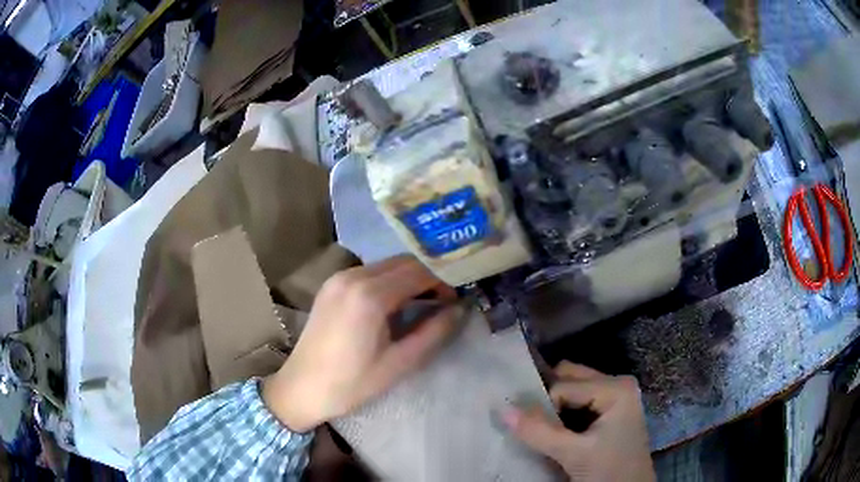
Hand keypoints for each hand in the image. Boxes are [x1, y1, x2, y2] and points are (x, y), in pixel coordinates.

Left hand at [263, 255, 460, 431]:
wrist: (301, 388)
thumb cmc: (351, 383)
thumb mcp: (399, 363)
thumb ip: (433, 332)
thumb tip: (460, 310)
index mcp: (369, 295)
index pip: (419, 271)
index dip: (443, 280)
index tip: (458, 298)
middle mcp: (353, 276)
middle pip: (403, 261)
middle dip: (428, 276)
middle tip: (444, 300)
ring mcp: (338, 277)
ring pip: (386, 265)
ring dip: (408, 277)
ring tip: (423, 303)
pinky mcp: (331, 284)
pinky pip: (369, 272)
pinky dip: (389, 281)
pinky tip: (394, 304)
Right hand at [502, 362, 654, 481]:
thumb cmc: (608, 471)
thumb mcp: (573, 453)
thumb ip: (539, 432)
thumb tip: (503, 410)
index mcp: (616, 387)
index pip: (563, 386)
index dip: (543, 407)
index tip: (532, 430)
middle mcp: (617, 384)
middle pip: (570, 378)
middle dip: (547, 397)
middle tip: (529, 420)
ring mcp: (616, 396)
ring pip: (573, 390)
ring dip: (553, 407)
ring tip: (540, 428)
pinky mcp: (611, 411)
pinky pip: (580, 402)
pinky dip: (563, 414)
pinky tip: (555, 431)